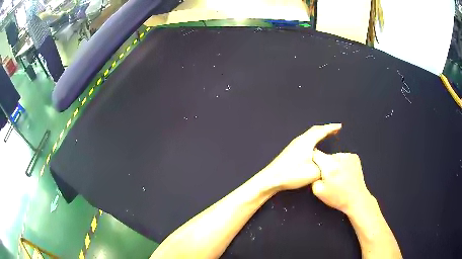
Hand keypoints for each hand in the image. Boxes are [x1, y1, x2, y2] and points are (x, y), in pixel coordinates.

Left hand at [260, 124, 341, 191]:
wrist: (271, 178)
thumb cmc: (293, 174)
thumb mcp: (314, 172)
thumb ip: (324, 166)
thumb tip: (327, 164)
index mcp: (307, 141)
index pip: (321, 131)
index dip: (331, 128)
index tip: (339, 126)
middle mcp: (300, 140)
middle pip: (315, 130)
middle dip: (325, 129)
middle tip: (335, 130)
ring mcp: (294, 145)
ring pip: (309, 135)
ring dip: (319, 134)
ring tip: (327, 135)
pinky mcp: (290, 151)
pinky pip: (306, 140)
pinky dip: (313, 139)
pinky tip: (314, 146)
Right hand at [311, 150, 373, 215]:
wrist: (356, 199)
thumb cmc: (337, 197)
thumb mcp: (318, 192)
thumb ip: (313, 178)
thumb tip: (314, 169)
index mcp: (330, 166)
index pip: (316, 154)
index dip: (312, 160)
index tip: (313, 167)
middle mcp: (339, 158)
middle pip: (326, 156)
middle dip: (324, 165)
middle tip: (328, 177)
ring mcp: (348, 156)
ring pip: (335, 157)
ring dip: (334, 163)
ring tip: (338, 176)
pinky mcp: (355, 157)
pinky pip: (343, 157)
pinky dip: (342, 163)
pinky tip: (345, 173)